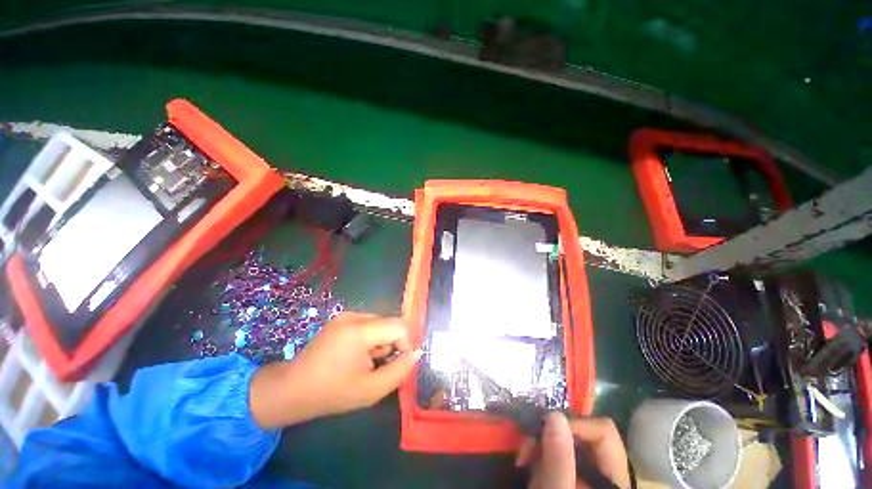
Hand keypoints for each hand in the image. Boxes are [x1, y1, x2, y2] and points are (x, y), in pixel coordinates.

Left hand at [249, 312, 420, 428]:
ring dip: (381, 342)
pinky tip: (356, 355)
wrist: (291, 390)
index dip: (406, 343)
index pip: (399, 326)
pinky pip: (368, 324)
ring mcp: (345, 315)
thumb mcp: (371, 390)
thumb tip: (416, 353)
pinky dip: (370, 338)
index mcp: (359, 330)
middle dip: (391, 344)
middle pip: (389, 323)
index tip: (399, 363)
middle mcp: (353, 316)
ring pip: (380, 323)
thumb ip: (399, 370)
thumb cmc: (331, 393)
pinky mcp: (340, 319)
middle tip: (378, 366)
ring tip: (365, 363)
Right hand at [516, 413, 630, 488]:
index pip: (604, 433)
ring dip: (542, 442)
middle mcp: (607, 472)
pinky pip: (558, 450)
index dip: (575, 426)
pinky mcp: (573, 474)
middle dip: (552, 433)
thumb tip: (554, 414)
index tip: (545, 432)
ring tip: (525, 458)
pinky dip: (541, 452)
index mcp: (614, 478)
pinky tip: (528, 463)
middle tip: (529, 445)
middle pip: (585, 433)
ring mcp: (588, 473)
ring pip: (568, 439)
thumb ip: (559, 459)